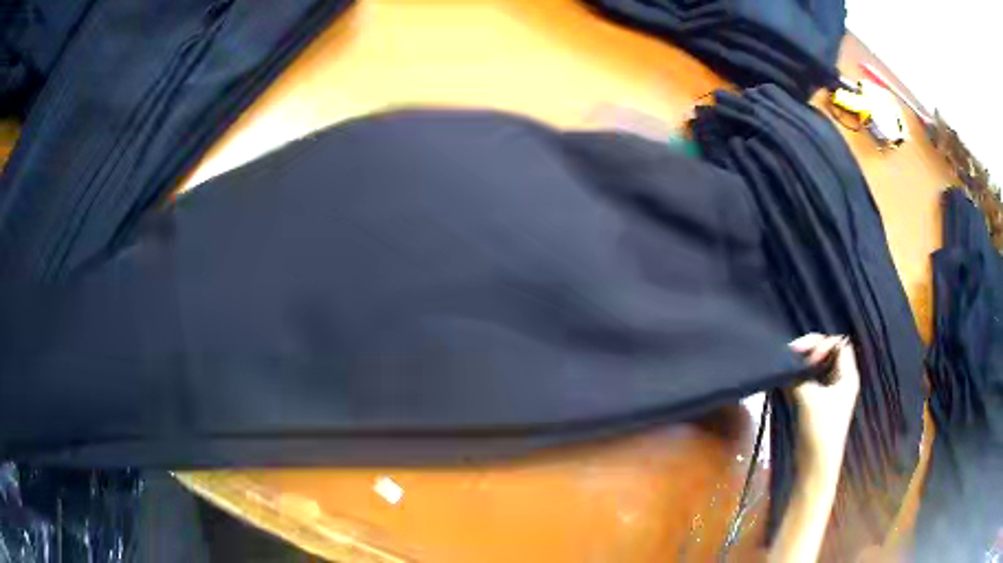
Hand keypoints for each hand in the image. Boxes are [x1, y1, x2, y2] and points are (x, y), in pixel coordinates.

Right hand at [788, 334, 860, 468]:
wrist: (816, 465)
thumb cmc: (820, 429)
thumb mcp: (809, 398)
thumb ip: (797, 376)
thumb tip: (786, 363)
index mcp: (847, 375)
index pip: (838, 343)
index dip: (821, 343)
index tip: (804, 357)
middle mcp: (840, 379)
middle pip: (827, 352)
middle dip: (809, 351)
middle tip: (791, 357)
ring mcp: (829, 392)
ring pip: (816, 367)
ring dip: (802, 365)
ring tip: (786, 369)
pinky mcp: (818, 403)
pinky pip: (809, 381)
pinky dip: (798, 377)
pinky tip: (786, 381)